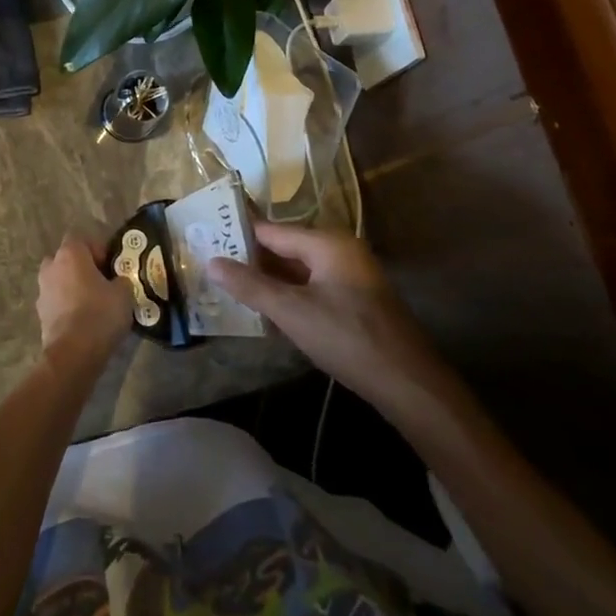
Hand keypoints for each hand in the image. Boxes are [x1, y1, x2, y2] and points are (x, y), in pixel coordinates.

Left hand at [36, 235, 132, 364]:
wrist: (73, 353)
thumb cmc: (100, 314)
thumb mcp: (124, 293)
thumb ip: (121, 280)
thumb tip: (118, 281)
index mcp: (70, 254)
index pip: (81, 238)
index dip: (97, 249)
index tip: (110, 266)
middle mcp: (51, 266)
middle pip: (67, 259)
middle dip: (82, 268)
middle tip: (101, 283)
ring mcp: (42, 290)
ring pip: (60, 280)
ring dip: (73, 287)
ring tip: (93, 304)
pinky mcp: (40, 313)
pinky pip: (56, 301)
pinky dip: (67, 306)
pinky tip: (83, 321)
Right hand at [207, 220, 449, 411]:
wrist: (410, 385)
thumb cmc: (348, 338)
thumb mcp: (292, 312)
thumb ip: (251, 285)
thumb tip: (211, 262)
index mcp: (327, 243)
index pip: (271, 230)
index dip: (238, 235)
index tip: (205, 240)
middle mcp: (340, 251)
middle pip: (284, 248)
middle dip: (250, 259)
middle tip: (211, 266)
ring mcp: (350, 276)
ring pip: (297, 270)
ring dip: (268, 280)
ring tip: (228, 287)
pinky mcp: (354, 301)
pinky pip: (311, 287)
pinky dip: (288, 295)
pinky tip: (264, 310)